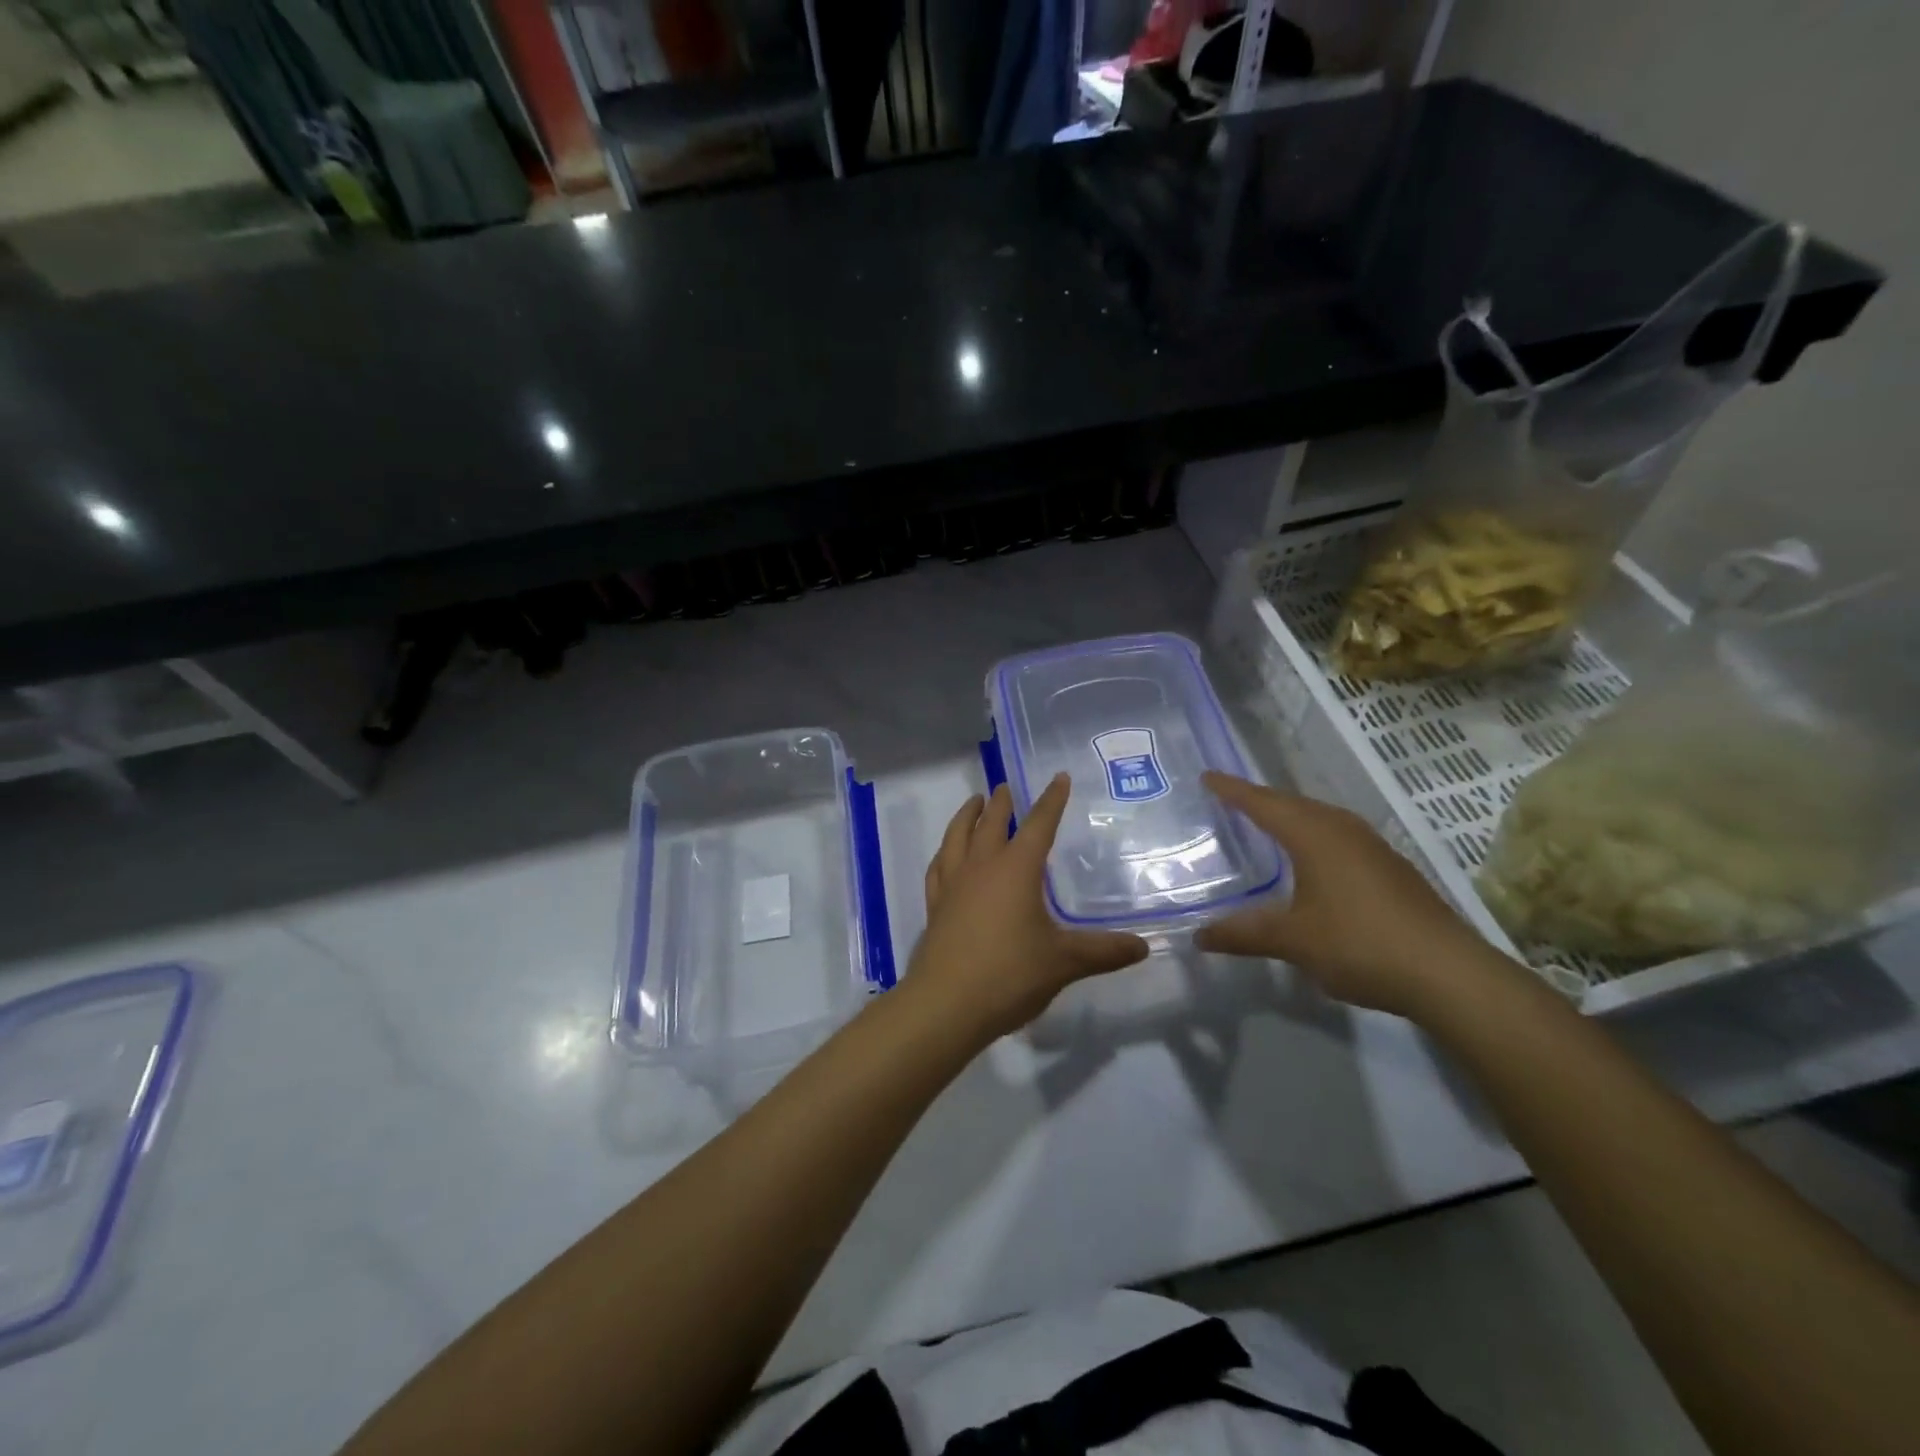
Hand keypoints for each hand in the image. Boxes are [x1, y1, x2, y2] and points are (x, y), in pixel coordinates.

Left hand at [910, 775, 1149, 1039]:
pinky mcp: (935, 906)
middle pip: (991, 823)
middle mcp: (981, 867)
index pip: (1038, 824)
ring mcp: (953, 885)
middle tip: (1006, 787)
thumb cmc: (1010, 974)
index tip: (1058, 778)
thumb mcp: (1064, 962)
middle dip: (1002, 802)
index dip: (1051, 801)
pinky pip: (938, 867)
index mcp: (1016, 870)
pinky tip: (946, 856)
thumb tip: (1143, 946)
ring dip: (966, 816)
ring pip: (956, 837)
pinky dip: (944, 853)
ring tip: (974, 804)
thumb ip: (1103, 952)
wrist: (947, 1004)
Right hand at [1195, 772, 1503, 1018]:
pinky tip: (1313, 860)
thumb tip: (1198, 935)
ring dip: (1291, 818)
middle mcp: (1343, 830)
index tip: (1207, 776)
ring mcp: (1373, 848)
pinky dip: (1314, 838)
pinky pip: (1339, 838)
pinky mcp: (1391, 870)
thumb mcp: (1292, 940)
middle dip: (1261, 801)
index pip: (1263, 803)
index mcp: (1314, 835)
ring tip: (1267, 824)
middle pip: (1293, 805)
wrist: (1448, 974)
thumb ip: (1243, 934)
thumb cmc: (1359, 944)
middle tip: (1231, 799)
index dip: (1233, 791)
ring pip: (1320, 819)